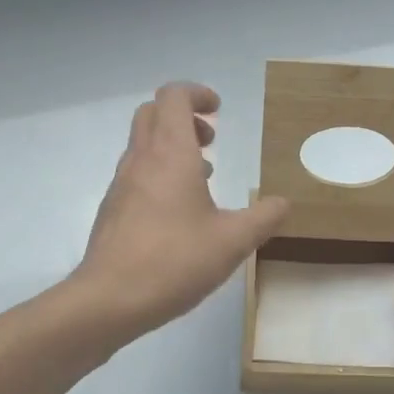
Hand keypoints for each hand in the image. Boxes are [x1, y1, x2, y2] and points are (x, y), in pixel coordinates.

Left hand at [72, 82, 288, 339]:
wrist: (110, 299)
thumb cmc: (175, 261)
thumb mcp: (233, 241)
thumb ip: (264, 218)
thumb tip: (284, 204)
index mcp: (170, 154)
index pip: (173, 97)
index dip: (196, 94)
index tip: (218, 109)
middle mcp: (141, 160)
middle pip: (152, 114)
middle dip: (183, 116)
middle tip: (211, 140)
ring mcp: (121, 185)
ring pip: (142, 145)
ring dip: (172, 147)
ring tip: (203, 178)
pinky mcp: (113, 211)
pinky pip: (137, 175)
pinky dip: (159, 174)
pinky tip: (180, 213)